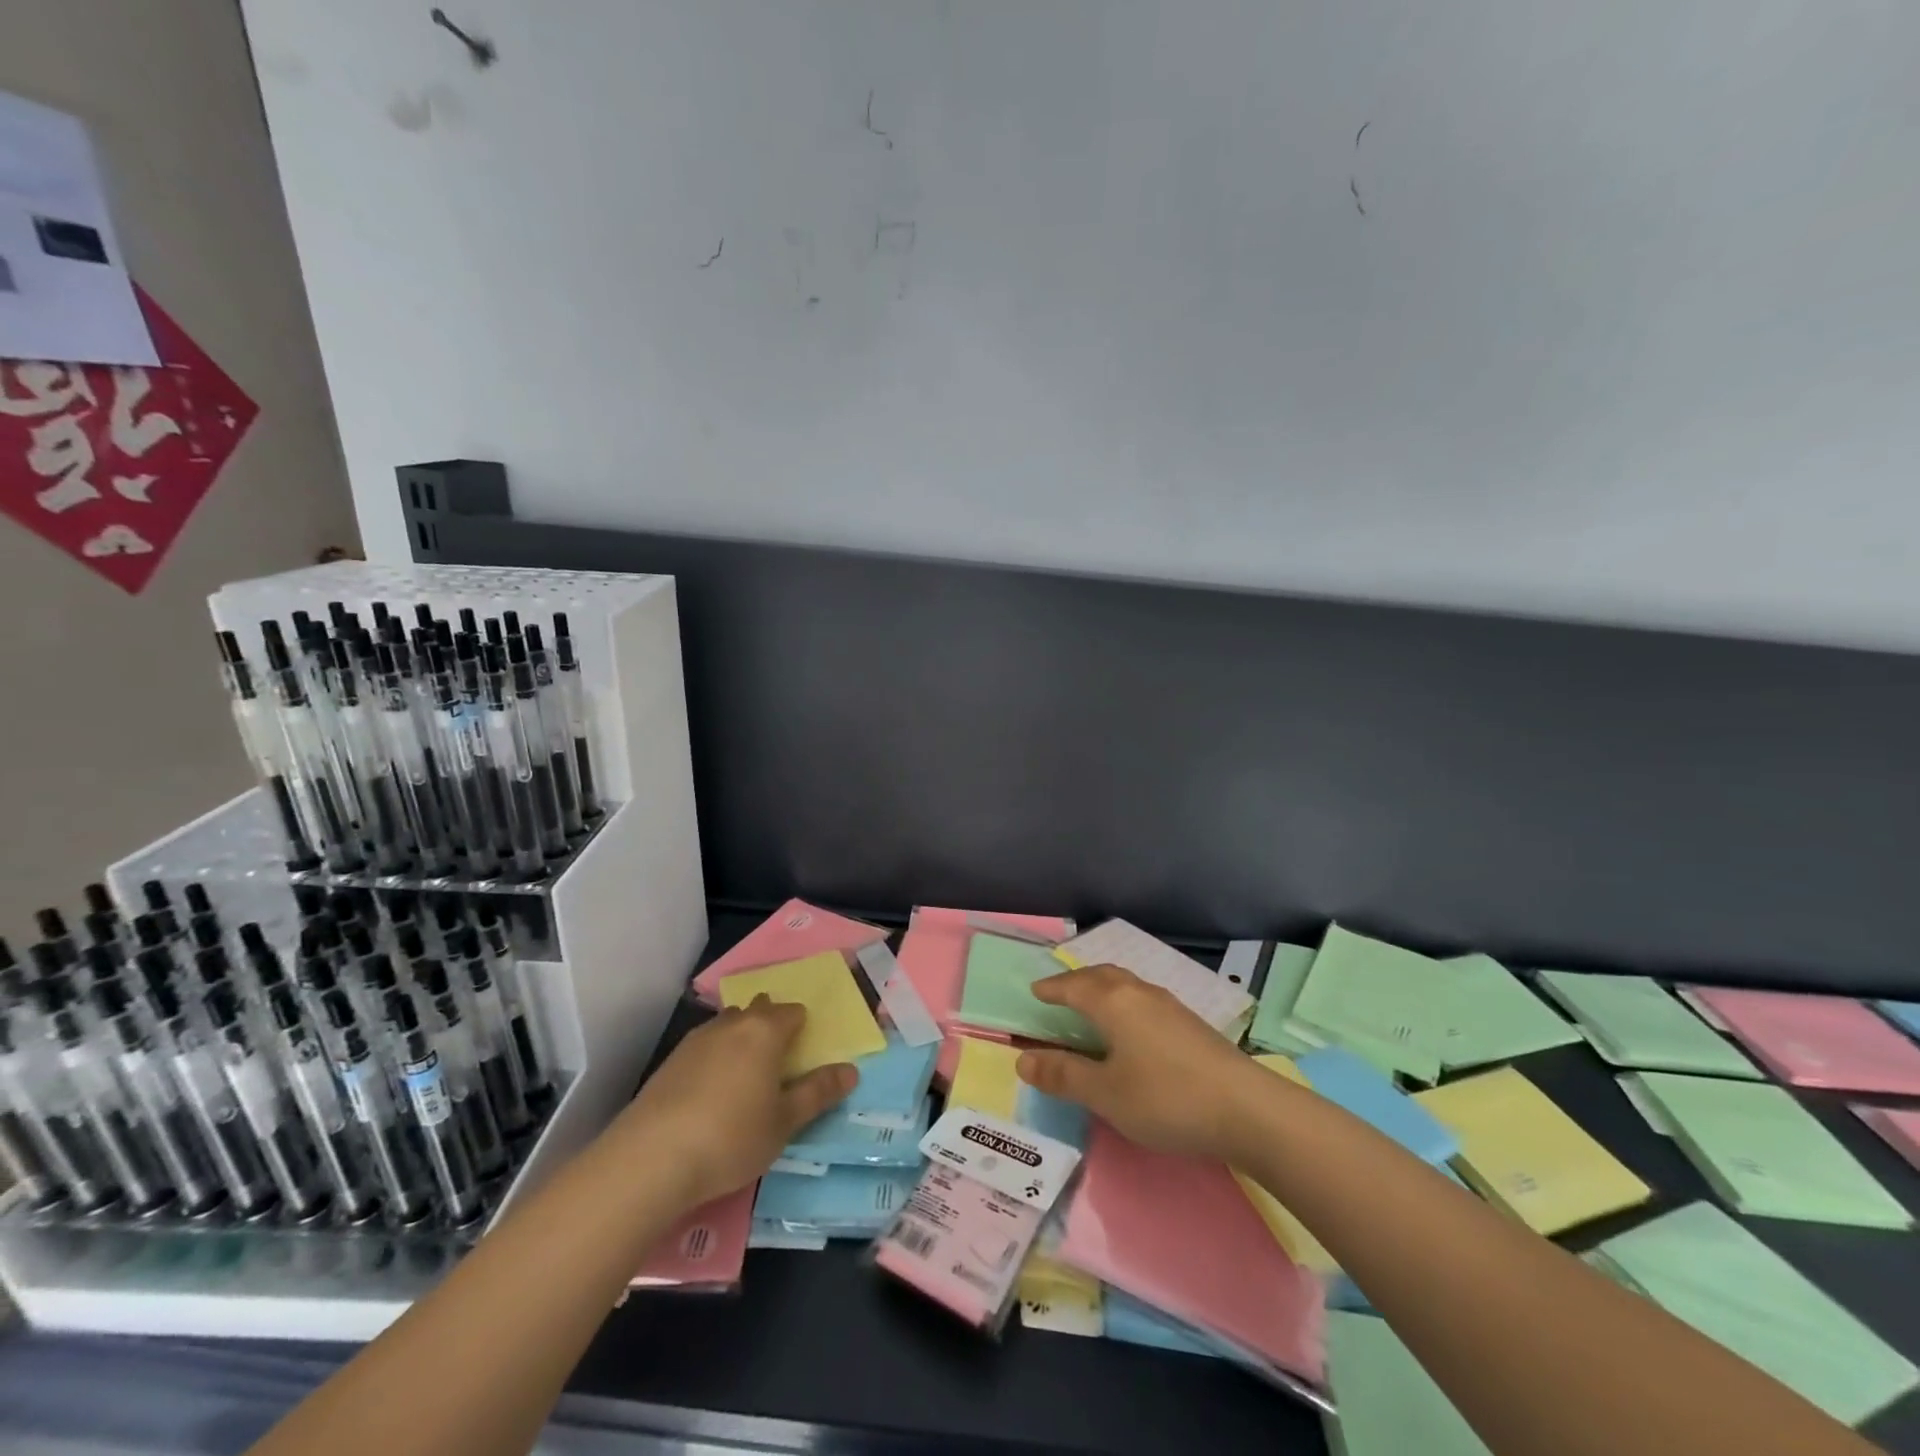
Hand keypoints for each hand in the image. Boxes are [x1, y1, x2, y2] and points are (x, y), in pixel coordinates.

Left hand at [613, 997, 855, 1208]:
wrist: (650, 1159)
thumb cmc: (731, 1137)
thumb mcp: (784, 1122)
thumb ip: (818, 1093)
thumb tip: (851, 1071)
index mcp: (765, 1031)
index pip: (792, 1012)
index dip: (802, 1027)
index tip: (804, 1053)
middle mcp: (732, 1024)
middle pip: (758, 1009)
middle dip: (770, 1024)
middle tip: (778, 1060)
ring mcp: (696, 1039)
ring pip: (727, 1024)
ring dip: (740, 1038)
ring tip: (744, 1073)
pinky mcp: (669, 1061)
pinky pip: (703, 1046)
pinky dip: (714, 1057)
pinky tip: (710, 1090)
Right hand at [1015, 965, 1263, 1162]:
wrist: (1248, 1109)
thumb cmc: (1166, 1098)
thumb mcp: (1106, 1093)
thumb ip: (1064, 1075)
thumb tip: (1022, 1058)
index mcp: (1114, 1003)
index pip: (1073, 986)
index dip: (1052, 988)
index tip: (1035, 991)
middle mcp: (1140, 993)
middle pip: (1102, 976)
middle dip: (1077, 981)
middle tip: (1060, 993)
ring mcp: (1170, 1006)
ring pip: (1127, 985)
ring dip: (1103, 988)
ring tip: (1093, 1006)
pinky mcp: (1191, 1024)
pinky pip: (1144, 999)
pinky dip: (1124, 1002)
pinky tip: (1133, 1028)